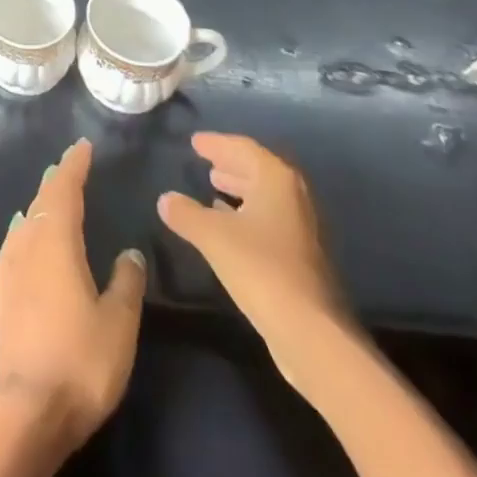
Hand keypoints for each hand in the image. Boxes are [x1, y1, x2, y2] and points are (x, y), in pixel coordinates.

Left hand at [0, 138, 146, 452]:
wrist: (28, 408)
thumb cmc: (81, 359)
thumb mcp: (119, 322)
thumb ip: (126, 282)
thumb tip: (129, 251)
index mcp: (56, 239)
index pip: (64, 188)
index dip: (74, 165)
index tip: (83, 146)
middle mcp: (27, 241)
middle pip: (42, 198)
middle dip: (57, 179)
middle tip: (71, 164)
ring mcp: (9, 264)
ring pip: (27, 218)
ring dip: (41, 202)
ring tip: (52, 193)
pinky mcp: (1, 290)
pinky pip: (15, 240)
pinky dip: (26, 226)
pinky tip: (26, 232)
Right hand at [157, 132, 348, 377]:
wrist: (311, 334)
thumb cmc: (260, 268)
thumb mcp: (213, 235)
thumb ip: (186, 213)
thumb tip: (165, 199)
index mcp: (276, 180)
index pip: (244, 148)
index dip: (217, 143)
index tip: (195, 142)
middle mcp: (294, 198)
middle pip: (258, 170)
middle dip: (231, 164)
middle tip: (205, 161)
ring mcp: (301, 229)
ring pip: (265, 197)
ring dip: (239, 189)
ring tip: (213, 186)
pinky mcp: (301, 258)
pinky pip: (268, 220)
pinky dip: (247, 214)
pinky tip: (228, 225)